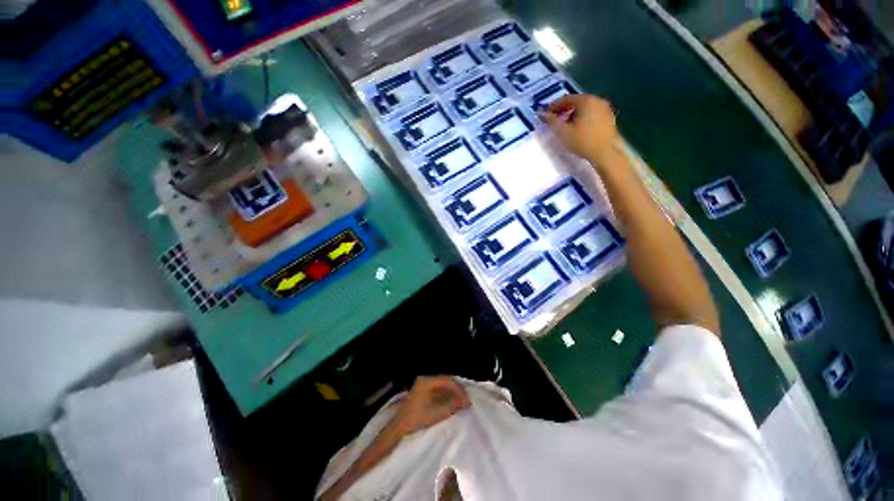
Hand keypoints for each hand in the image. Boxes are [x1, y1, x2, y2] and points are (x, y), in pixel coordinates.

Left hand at [393, 376, 469, 435]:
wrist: (398, 429)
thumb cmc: (416, 420)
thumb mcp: (436, 414)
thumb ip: (452, 406)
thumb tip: (466, 401)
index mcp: (427, 381)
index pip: (447, 380)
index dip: (459, 389)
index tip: (467, 399)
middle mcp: (425, 379)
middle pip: (445, 380)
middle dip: (456, 389)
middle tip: (466, 400)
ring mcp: (423, 384)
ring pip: (442, 384)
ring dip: (452, 392)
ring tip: (461, 402)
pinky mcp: (422, 391)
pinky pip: (438, 389)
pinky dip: (446, 394)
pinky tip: (451, 402)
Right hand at [540, 94, 620, 162]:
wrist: (605, 153)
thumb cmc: (583, 142)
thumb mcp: (563, 132)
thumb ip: (552, 121)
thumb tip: (542, 114)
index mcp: (586, 101)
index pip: (566, 99)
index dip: (554, 106)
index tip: (546, 114)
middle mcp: (597, 100)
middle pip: (577, 102)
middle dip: (564, 110)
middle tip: (555, 120)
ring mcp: (605, 109)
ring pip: (585, 108)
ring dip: (574, 114)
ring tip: (566, 125)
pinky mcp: (609, 118)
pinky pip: (592, 113)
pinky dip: (583, 118)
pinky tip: (579, 129)